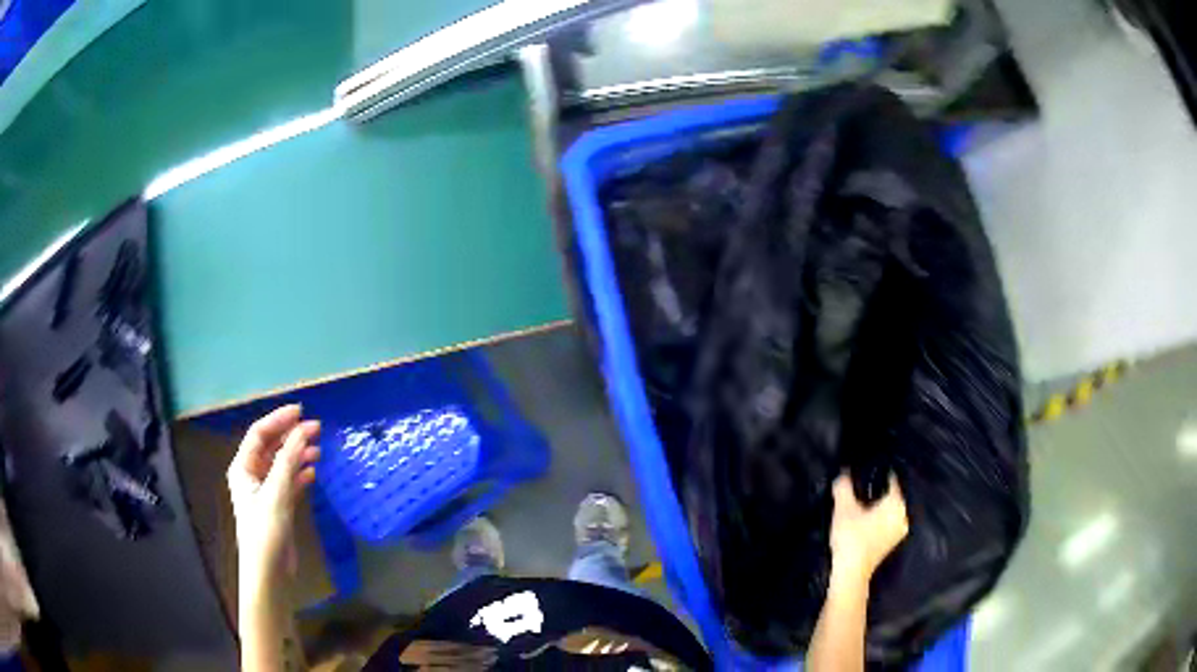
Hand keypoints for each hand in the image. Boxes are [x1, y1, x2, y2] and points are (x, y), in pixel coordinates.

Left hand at [226, 405, 320, 590]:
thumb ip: (289, 460)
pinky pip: (289, 482)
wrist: (269, 571)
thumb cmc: (266, 529)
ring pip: (282, 464)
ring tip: (319, 449)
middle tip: (317, 429)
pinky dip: (300, 474)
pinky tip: (313, 472)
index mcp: (243, 467)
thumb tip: (303, 430)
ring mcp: (265, 491)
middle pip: (271, 447)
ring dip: (298, 454)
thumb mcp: (277, 493)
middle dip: (291, 436)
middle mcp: (252, 475)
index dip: (278, 419)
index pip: (259, 434)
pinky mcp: (278, 506)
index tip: (302, 411)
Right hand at [828, 473, 907, 593]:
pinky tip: (866, 519)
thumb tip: (844, 472)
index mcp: (897, 503)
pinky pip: (889, 522)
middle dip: (879, 490)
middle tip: (863, 485)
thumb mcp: (843, 509)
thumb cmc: (851, 538)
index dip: (879, 473)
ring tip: (864, 502)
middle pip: (892, 495)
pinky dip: (880, 518)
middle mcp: (903, 515)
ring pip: (891, 510)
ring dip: (879, 506)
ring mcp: (900, 530)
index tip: (867, 470)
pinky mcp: (893, 542)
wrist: (851, 572)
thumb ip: (844, 487)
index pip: (892, 480)